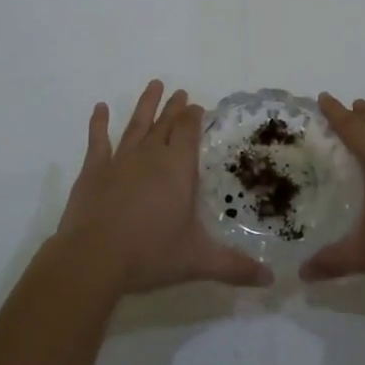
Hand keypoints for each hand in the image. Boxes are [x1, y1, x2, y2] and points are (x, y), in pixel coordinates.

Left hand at [55, 81, 271, 295]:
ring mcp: (119, 161)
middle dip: (174, 108)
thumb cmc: (150, 254)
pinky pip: (98, 141)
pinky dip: (99, 123)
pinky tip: (100, 108)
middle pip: (165, 124)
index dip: (194, 117)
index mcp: (178, 170)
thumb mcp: (198, 261)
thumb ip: (234, 266)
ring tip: (154, 84)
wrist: (94, 258)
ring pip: (136, 125)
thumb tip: (271, 279)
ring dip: (145, 105)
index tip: (197, 105)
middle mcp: (151, 157)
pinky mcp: (93, 172)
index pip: (188, 133)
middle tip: (180, 92)